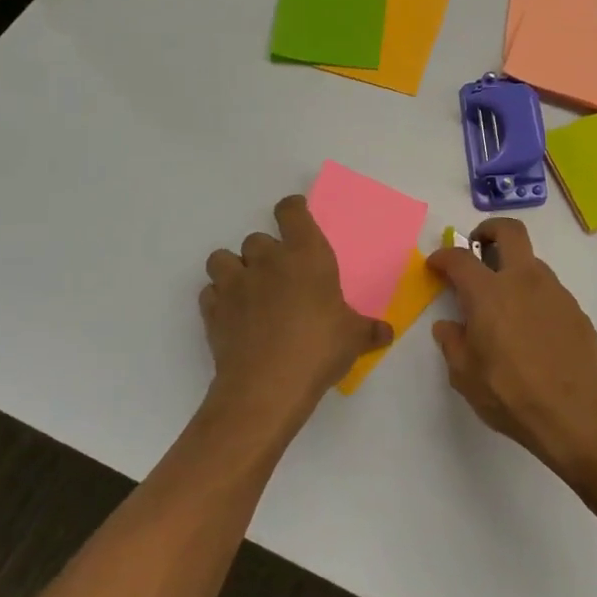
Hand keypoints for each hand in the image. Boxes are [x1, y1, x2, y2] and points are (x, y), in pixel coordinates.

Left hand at [198, 195, 391, 439]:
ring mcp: (235, 284)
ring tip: (248, 289)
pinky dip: (219, 299)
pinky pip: (210, 292)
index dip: (292, 210)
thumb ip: (369, 330)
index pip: (292, 212)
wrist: (267, 386)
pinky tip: (233, 315)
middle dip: (266, 253)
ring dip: (234, 269)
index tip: (296, 216)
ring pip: (222, 258)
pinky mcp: (213, 311)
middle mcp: (268, 261)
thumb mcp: (354, 338)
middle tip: (280, 275)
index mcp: (307, 255)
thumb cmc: (319, 349)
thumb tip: (386, 333)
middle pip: (257, 238)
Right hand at [428, 219, 596, 476]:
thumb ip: (453, 343)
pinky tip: (532, 328)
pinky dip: (534, 296)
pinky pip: (550, 290)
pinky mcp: (575, 309)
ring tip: (504, 302)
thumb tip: (448, 326)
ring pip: (532, 262)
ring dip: (514, 269)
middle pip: (509, 231)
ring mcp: (555, 292)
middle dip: (489, 230)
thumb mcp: (465, 375)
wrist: (574, 412)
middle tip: (478, 246)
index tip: (436, 264)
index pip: (460, 258)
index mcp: (489, 293)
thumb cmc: (510, 394)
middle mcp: (524, 281)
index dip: (443, 256)